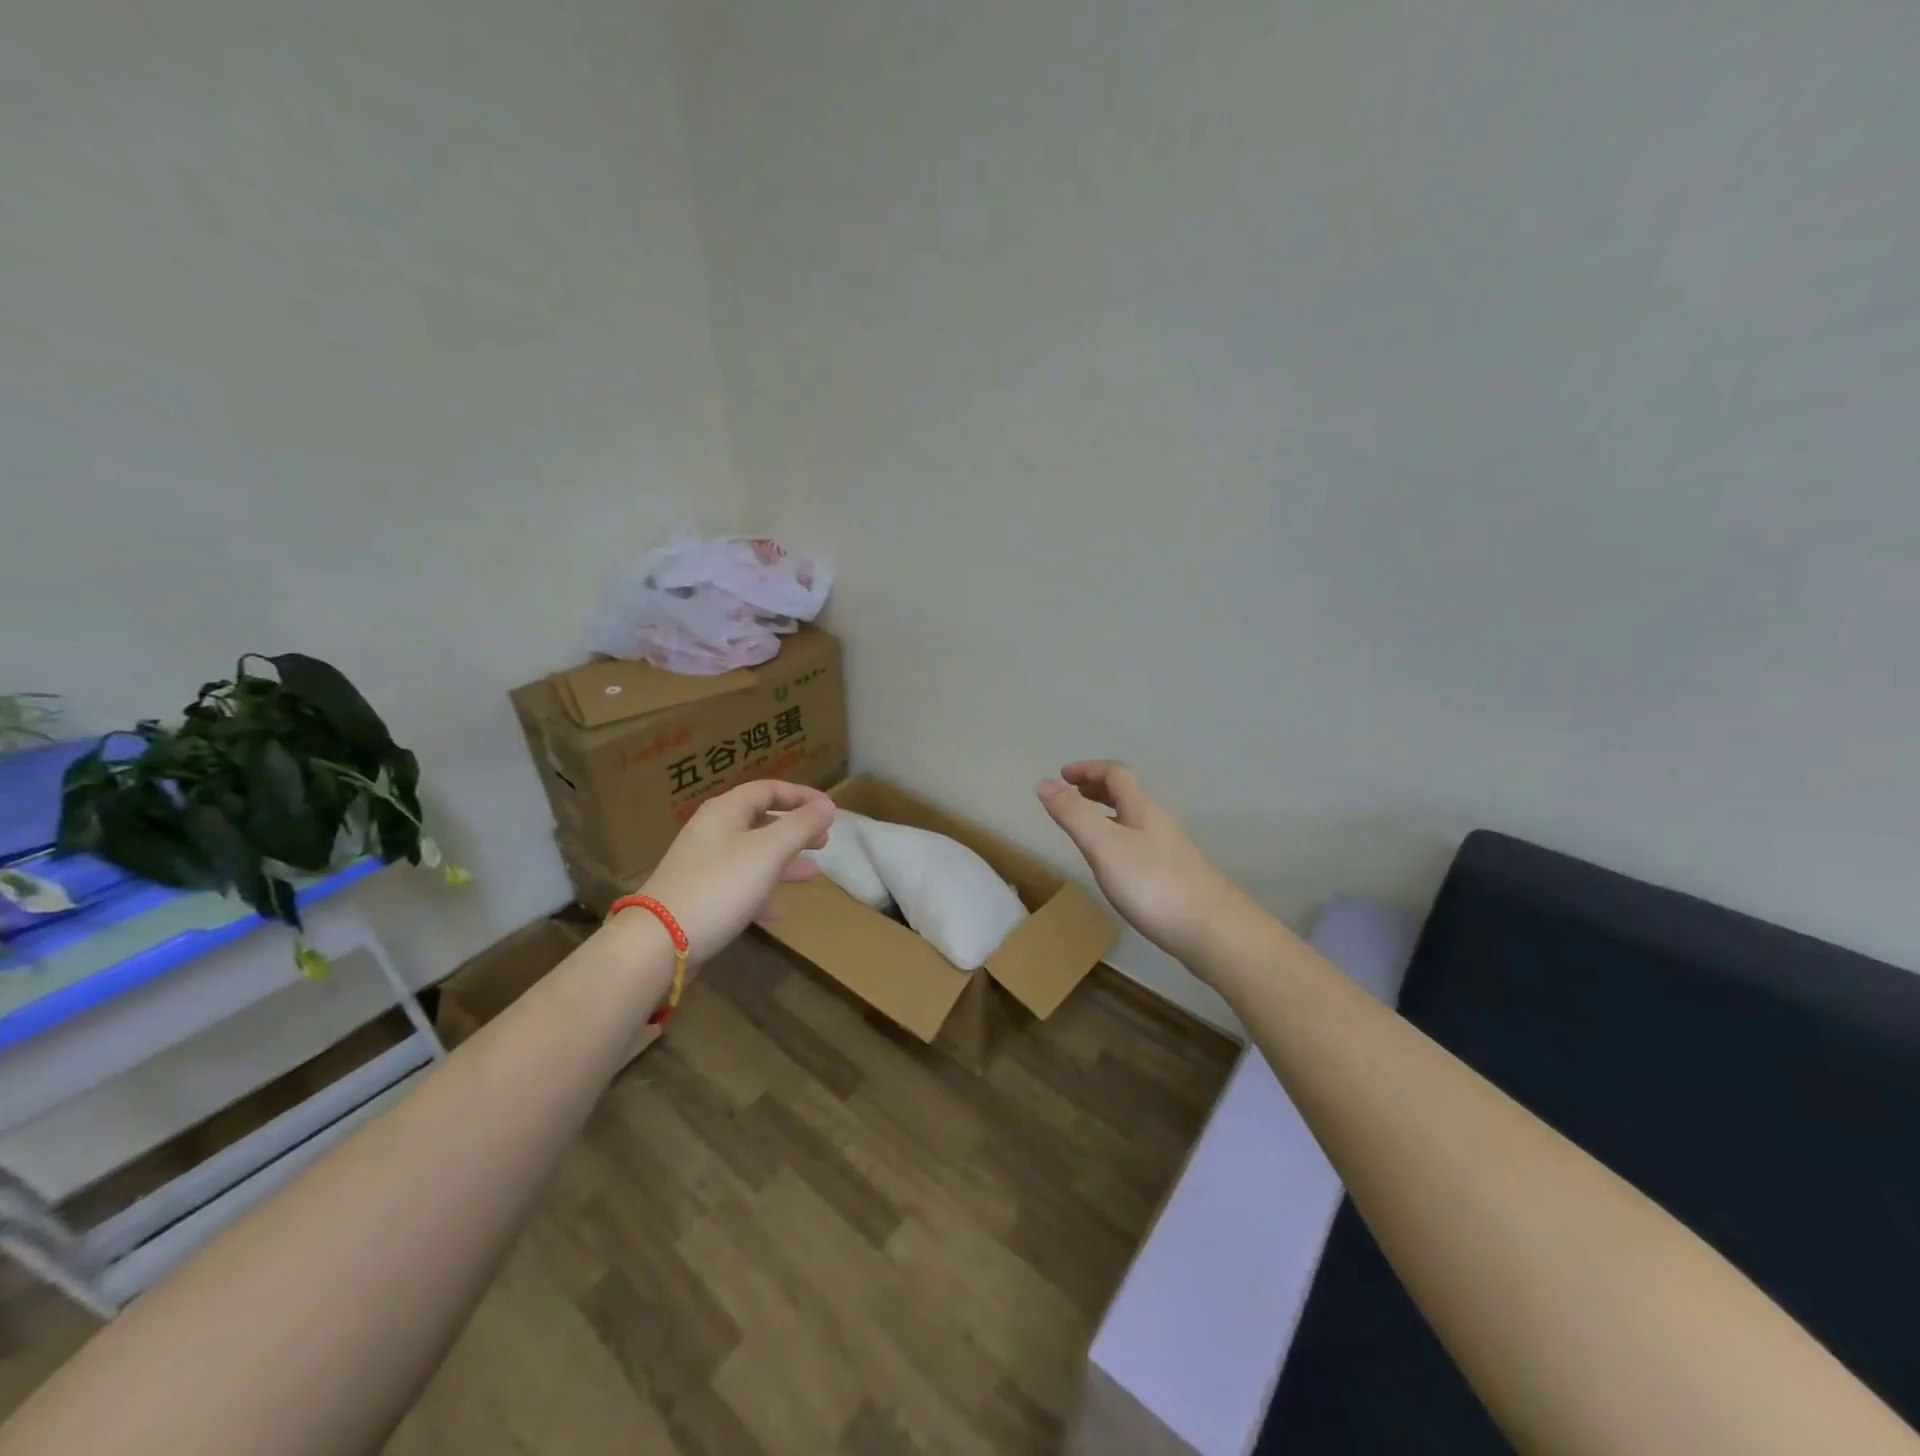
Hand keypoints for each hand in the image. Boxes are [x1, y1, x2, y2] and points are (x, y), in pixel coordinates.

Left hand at [635, 780, 833, 961]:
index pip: (768, 789)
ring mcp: (703, 865)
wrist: (659, 942)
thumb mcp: (769, 851)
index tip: (829, 809)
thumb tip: (827, 806)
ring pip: (752, 854)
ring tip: (812, 873)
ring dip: (784, 861)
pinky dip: (762, 891)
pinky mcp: (699, 897)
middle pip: (760, 820)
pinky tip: (778, 910)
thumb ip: (801, 825)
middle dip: (795, 829)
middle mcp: (712, 832)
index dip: (801, 796)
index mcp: (726, 811)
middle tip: (824, 841)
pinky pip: (739, 885)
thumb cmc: (720, 886)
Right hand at [1038, 761, 1250, 968]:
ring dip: (1105, 812)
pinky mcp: (1172, 876)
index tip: (1061, 776)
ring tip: (1083, 825)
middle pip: (1126, 793)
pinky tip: (1112, 864)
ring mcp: (1168, 850)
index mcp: (1142, 808)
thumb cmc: (1154, 885)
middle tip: (1068, 794)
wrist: (1214, 932)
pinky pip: (1137, 842)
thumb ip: (1074, 815)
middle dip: (1095, 787)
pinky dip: (1116, 838)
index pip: (1115, 774)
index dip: (1088, 769)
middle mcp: (1157, 823)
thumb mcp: (1105, 847)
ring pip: (1132, 819)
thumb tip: (1044, 783)